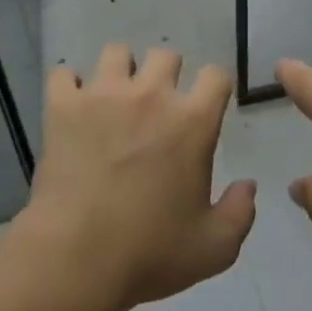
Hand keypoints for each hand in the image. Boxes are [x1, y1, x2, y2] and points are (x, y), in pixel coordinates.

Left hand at [15, 43, 254, 310]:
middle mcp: (150, 95)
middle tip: (157, 106)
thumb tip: (248, 185)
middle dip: (166, 75)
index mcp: (192, 122)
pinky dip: (69, 87)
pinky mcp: (63, 106)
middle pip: (165, 55)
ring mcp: (103, 95)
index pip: (216, 75)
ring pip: (117, 53)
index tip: (207, 105)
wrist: (75, 258)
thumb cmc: (150, 254)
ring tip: (114, 99)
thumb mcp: (214, 248)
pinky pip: (63, 74)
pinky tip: (73, 107)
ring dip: (120, 72)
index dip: (214, 87)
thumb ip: (240, 212)